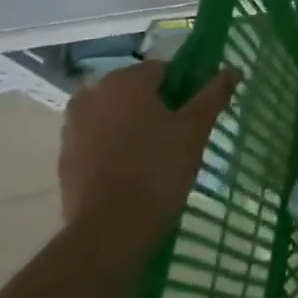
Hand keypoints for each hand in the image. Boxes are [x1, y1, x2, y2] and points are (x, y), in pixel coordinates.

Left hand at [59, 63, 239, 250]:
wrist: (110, 229)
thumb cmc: (158, 168)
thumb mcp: (196, 128)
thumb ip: (214, 94)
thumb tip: (233, 69)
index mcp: (124, 80)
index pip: (164, 70)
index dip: (184, 88)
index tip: (195, 113)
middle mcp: (93, 94)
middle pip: (136, 91)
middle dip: (157, 106)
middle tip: (179, 134)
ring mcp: (73, 126)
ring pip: (115, 115)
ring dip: (134, 125)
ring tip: (157, 154)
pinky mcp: (65, 157)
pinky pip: (98, 140)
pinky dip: (114, 147)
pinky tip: (132, 171)